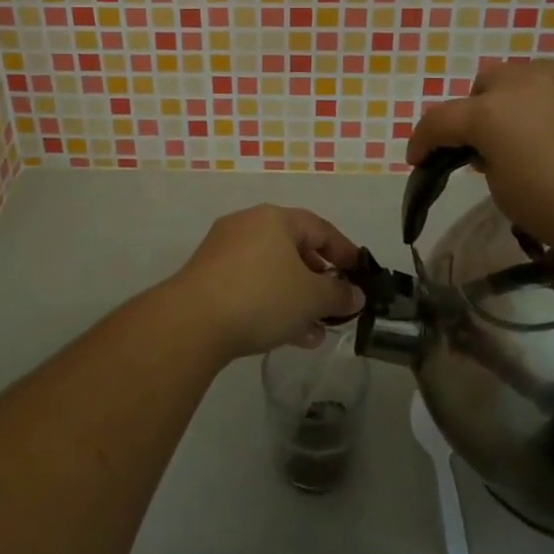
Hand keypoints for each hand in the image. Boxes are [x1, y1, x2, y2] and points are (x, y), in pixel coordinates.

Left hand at [166, 205, 365, 360]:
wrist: (193, 321)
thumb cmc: (262, 296)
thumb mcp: (311, 297)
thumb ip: (338, 294)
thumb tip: (355, 294)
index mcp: (274, 218)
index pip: (320, 228)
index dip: (344, 251)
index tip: (360, 275)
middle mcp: (247, 225)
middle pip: (294, 249)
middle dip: (318, 280)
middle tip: (335, 306)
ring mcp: (224, 250)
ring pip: (272, 271)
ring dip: (296, 299)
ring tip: (315, 332)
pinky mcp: (208, 277)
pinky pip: (250, 285)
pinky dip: (271, 303)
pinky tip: (287, 335)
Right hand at [407, 61, 553, 269]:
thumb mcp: (508, 196)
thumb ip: (487, 164)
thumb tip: (493, 151)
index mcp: (489, 111)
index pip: (438, 121)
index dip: (421, 141)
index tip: (417, 161)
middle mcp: (521, 81)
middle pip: (481, 88)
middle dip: (473, 114)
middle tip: (484, 150)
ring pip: (519, 78)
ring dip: (510, 102)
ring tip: (526, 136)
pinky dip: (548, 102)